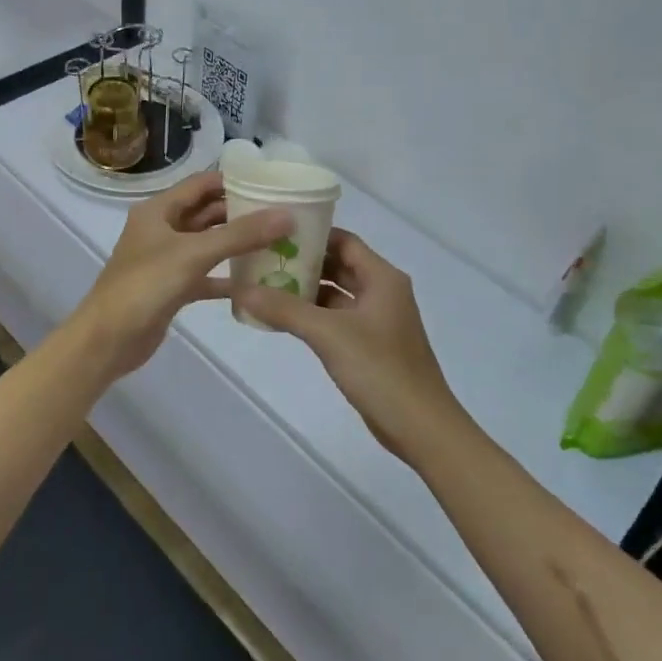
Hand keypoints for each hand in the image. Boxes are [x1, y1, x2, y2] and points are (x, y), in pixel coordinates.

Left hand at [67, 171, 291, 380]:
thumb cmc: (145, 286)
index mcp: (158, 210)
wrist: (108, 340)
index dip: (234, 181)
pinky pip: (206, 276)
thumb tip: (287, 215)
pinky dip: (228, 277)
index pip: (201, 184)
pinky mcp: (172, 288)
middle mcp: (161, 230)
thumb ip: (240, 234)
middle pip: (206, 213)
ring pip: (208, 244)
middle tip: (282, 215)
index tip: (271, 185)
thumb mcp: (194, 254)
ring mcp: (166, 260)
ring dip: (237, 244)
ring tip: (278, 242)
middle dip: (241, 213)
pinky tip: (258, 282)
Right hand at [235, 229, 471, 465]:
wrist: (421, 427)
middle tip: (263, 258)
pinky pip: (337, 319)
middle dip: (303, 262)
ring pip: (337, 294)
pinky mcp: (370, 345)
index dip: (312, 234)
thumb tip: (241, 289)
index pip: (344, 241)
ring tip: (265, 285)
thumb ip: (284, 309)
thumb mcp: (328, 334)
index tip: (274, 233)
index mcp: (382, 278)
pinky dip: (313, 315)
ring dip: (306, 290)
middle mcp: (382, 292)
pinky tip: (283, 319)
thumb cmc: (380, 370)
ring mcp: (377, 320)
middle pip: (339, 265)